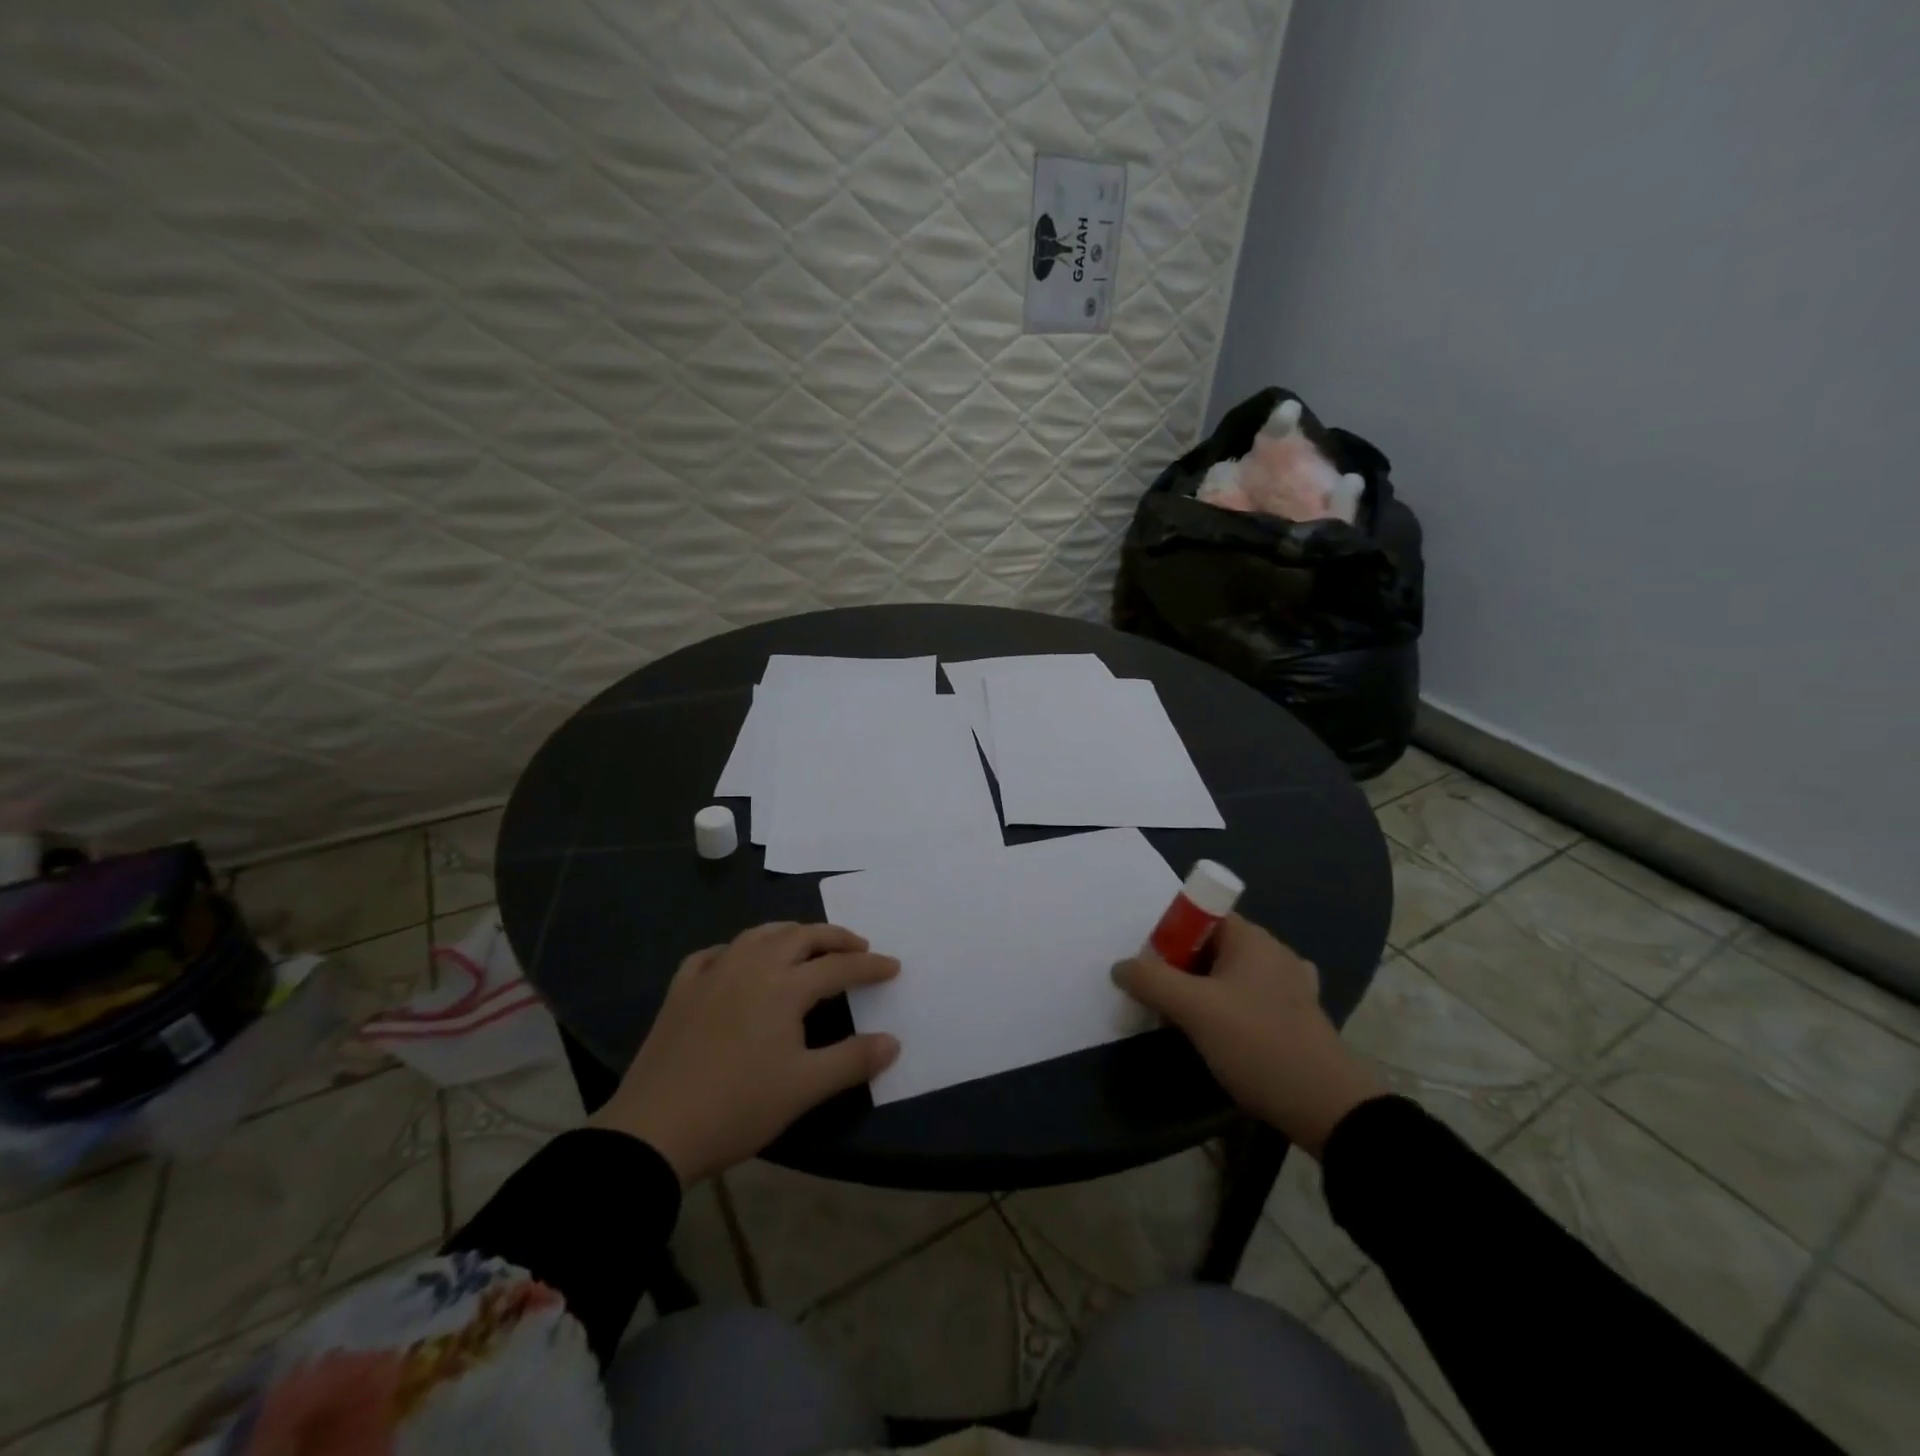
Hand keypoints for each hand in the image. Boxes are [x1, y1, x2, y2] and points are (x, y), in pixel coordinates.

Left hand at [588, 922, 900, 1184]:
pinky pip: (714, 953)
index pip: (839, 967)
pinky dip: (736, 949)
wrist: (654, 1131)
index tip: (893, 967)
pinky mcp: (681, 990)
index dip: (870, 966)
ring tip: (806, 943)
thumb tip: (893, 1041)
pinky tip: (737, 961)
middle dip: (834, 937)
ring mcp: (712, 974)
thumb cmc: (738, 1107)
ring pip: (758, 934)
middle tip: (858, 947)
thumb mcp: (804, 1088)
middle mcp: (751, 966)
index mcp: (784, 987)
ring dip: (790, 933)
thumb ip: (853, 1060)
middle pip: (801, 936)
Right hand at [1113, 915, 1382, 1156]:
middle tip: (1162, 1003)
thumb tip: (1120, 967)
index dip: (1170, 936)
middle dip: (1181, 969)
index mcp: (1252, 938)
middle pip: (1211, 947)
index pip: (1199, 916)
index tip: (1153, 970)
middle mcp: (1274, 952)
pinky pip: (1251, 1001)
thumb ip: (1150, 981)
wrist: (1328, 1109)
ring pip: (1230, 977)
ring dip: (1204, 995)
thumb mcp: (1194, 1010)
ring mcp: (1292, 985)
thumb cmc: (1258, 1045)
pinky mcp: (1300, 1017)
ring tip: (1186, 1026)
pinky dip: (1231, 1012)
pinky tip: (1222, 1037)